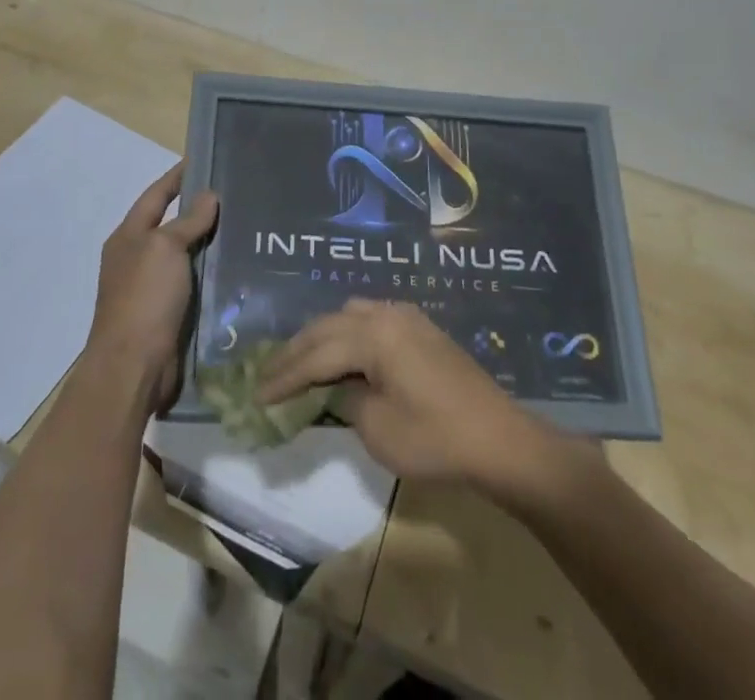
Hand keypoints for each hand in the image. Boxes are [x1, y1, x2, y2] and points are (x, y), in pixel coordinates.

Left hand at [85, 163, 217, 409]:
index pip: (156, 195)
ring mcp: (151, 288)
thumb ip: (187, 221)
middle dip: (198, 209)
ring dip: (209, 243)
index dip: (177, 177)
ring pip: (185, 255)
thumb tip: (208, 195)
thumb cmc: (144, 298)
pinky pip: (193, 284)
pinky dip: (212, 274)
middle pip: (171, 224)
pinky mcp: (168, 314)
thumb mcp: (165, 248)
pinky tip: (236, 269)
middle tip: (235, 194)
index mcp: (129, 237)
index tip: (203, 160)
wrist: (133, 367)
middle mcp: (137, 259)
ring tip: (243, 227)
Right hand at [258, 299, 556, 486]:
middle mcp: (386, 314)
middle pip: (327, 326)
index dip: (284, 375)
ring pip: (348, 316)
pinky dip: (347, 335)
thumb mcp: (378, 428)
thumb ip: (345, 400)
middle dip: (295, 351)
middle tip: (267, 373)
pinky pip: (370, 319)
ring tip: (300, 362)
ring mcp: (406, 317)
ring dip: (321, 337)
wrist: (498, 439)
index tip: (256, 394)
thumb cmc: (435, 439)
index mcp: (373, 335)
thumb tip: (333, 389)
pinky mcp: (421, 328)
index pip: (316, 354)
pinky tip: (341, 353)